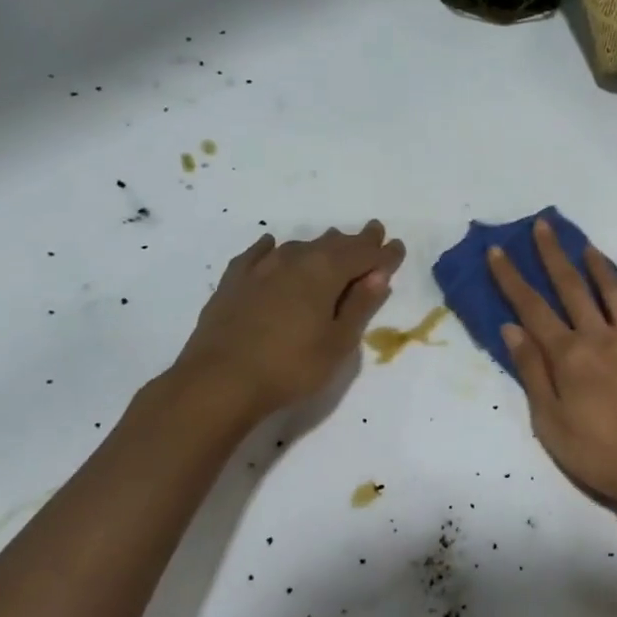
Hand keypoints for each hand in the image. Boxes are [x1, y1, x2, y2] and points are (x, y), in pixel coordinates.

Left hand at [172, 221, 405, 425]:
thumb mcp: (338, 342)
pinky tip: (272, 245)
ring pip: (299, 246)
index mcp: (325, 272)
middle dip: (356, 241)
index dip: (383, 252)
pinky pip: (258, 255)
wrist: (219, 382)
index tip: (397, 247)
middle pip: (333, 244)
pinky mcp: (234, 282)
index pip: (363, 254)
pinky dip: (272, 248)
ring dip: (321, 245)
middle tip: (372, 234)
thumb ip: (360, 305)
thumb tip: (378, 275)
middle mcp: (295, 260)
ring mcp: (260, 269)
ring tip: (333, 244)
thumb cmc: (291, 367)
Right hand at [488, 219, 616, 512]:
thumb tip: (511, 328)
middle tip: (544, 225)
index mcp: (569, 356)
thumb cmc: (599, 453)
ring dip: (598, 266)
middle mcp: (601, 338)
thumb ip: (532, 372)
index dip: (512, 278)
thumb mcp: (551, 423)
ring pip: (614, 292)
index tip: (498, 250)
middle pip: (573, 288)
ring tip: (587, 245)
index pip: (532, 308)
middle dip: (554, 255)